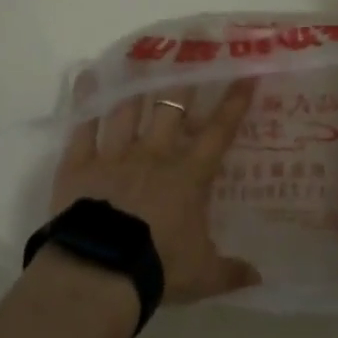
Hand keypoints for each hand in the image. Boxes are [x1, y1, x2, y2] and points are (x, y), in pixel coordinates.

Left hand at [51, 78, 262, 302]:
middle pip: (171, 109)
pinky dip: (85, 101)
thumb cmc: (159, 267)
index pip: (217, 133)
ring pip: (127, 110)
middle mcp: (153, 155)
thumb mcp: (203, 275)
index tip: (245, 76)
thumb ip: (232, 272)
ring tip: (139, 64)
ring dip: (135, 87)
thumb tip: (259, 279)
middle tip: (187, 58)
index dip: (233, 104)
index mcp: (187, 176)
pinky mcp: (78, 164)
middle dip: (182, 83)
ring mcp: (113, 155)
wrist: (101, 271)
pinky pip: (81, 126)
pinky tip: (88, 78)